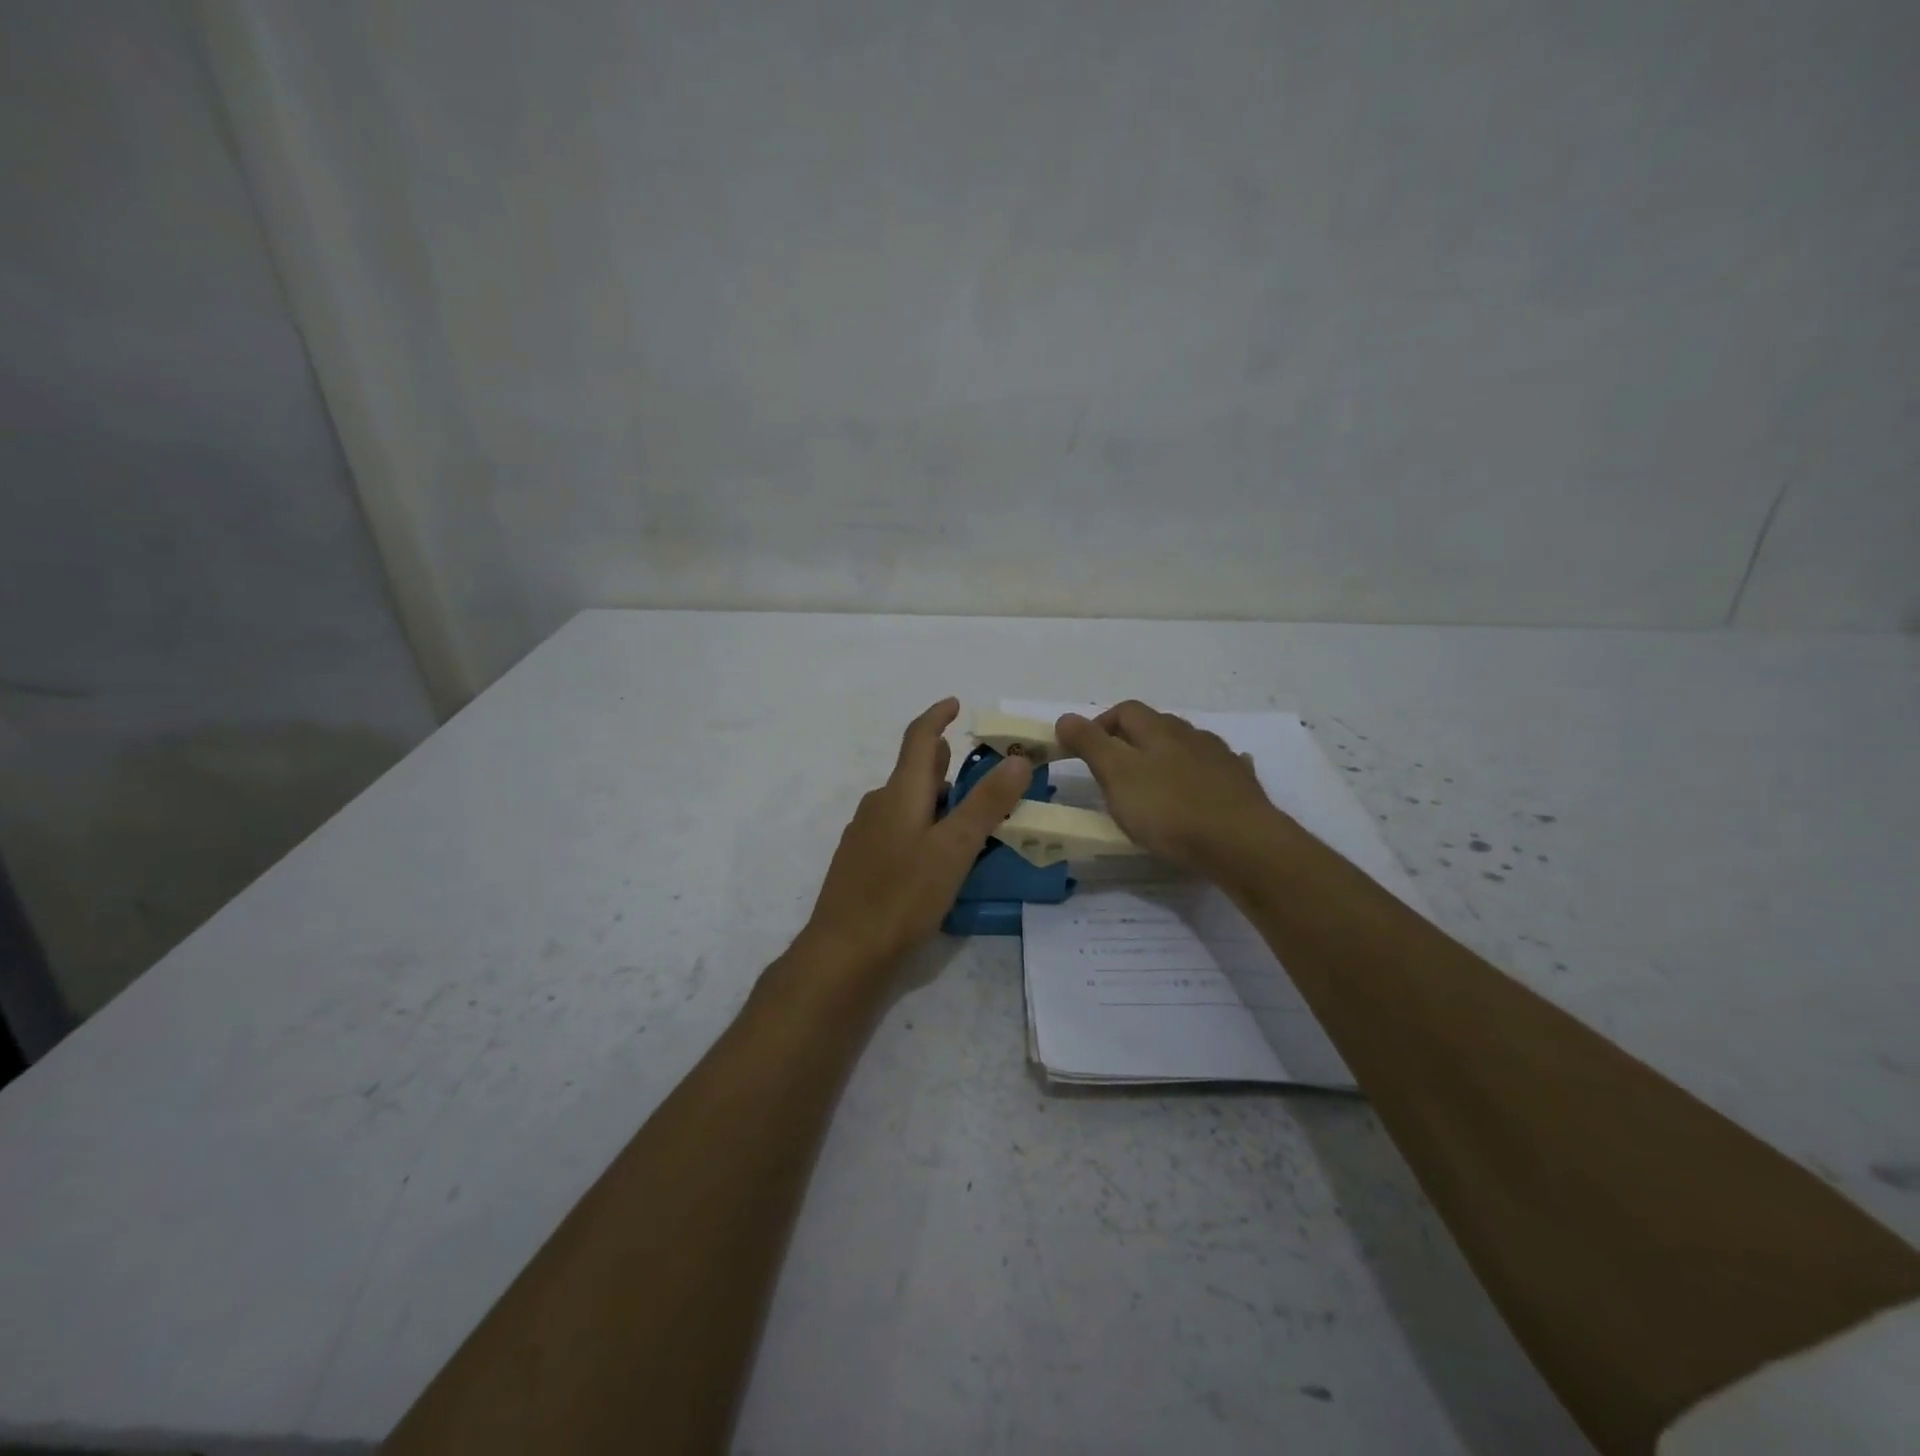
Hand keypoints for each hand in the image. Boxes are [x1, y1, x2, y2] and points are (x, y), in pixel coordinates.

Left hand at [799, 698, 1032, 976]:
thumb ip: (986, 803)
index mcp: (900, 792)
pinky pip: (898, 829)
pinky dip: (923, 826)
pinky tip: (937, 857)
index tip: (955, 704)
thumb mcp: (954, 848)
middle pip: (914, 771)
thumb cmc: (902, 895)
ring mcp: (865, 835)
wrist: (844, 952)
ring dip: (937, 801)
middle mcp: (878, 805)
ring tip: (971, 821)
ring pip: (907, 803)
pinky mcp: (862, 863)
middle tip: (983, 775)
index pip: (918, 738)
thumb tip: (1017, 758)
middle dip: (945, 765)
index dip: (937, 717)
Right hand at [1055, 701, 1284, 874]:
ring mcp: (1220, 758)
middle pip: (1157, 725)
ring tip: (1155, 784)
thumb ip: (1090, 744)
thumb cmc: (1169, 809)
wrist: (1241, 842)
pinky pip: (1217, 769)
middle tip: (1115, 770)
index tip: (1085, 749)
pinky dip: (1202, 774)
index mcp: (1158, 730)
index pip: (1124, 710)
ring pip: (1187, 746)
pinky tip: (1202, 790)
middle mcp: (1190, 734)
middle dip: (1133, 740)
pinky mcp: (1241, 784)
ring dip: (1168, 756)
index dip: (1101, 724)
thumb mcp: (1117, 775)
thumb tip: (1065, 717)